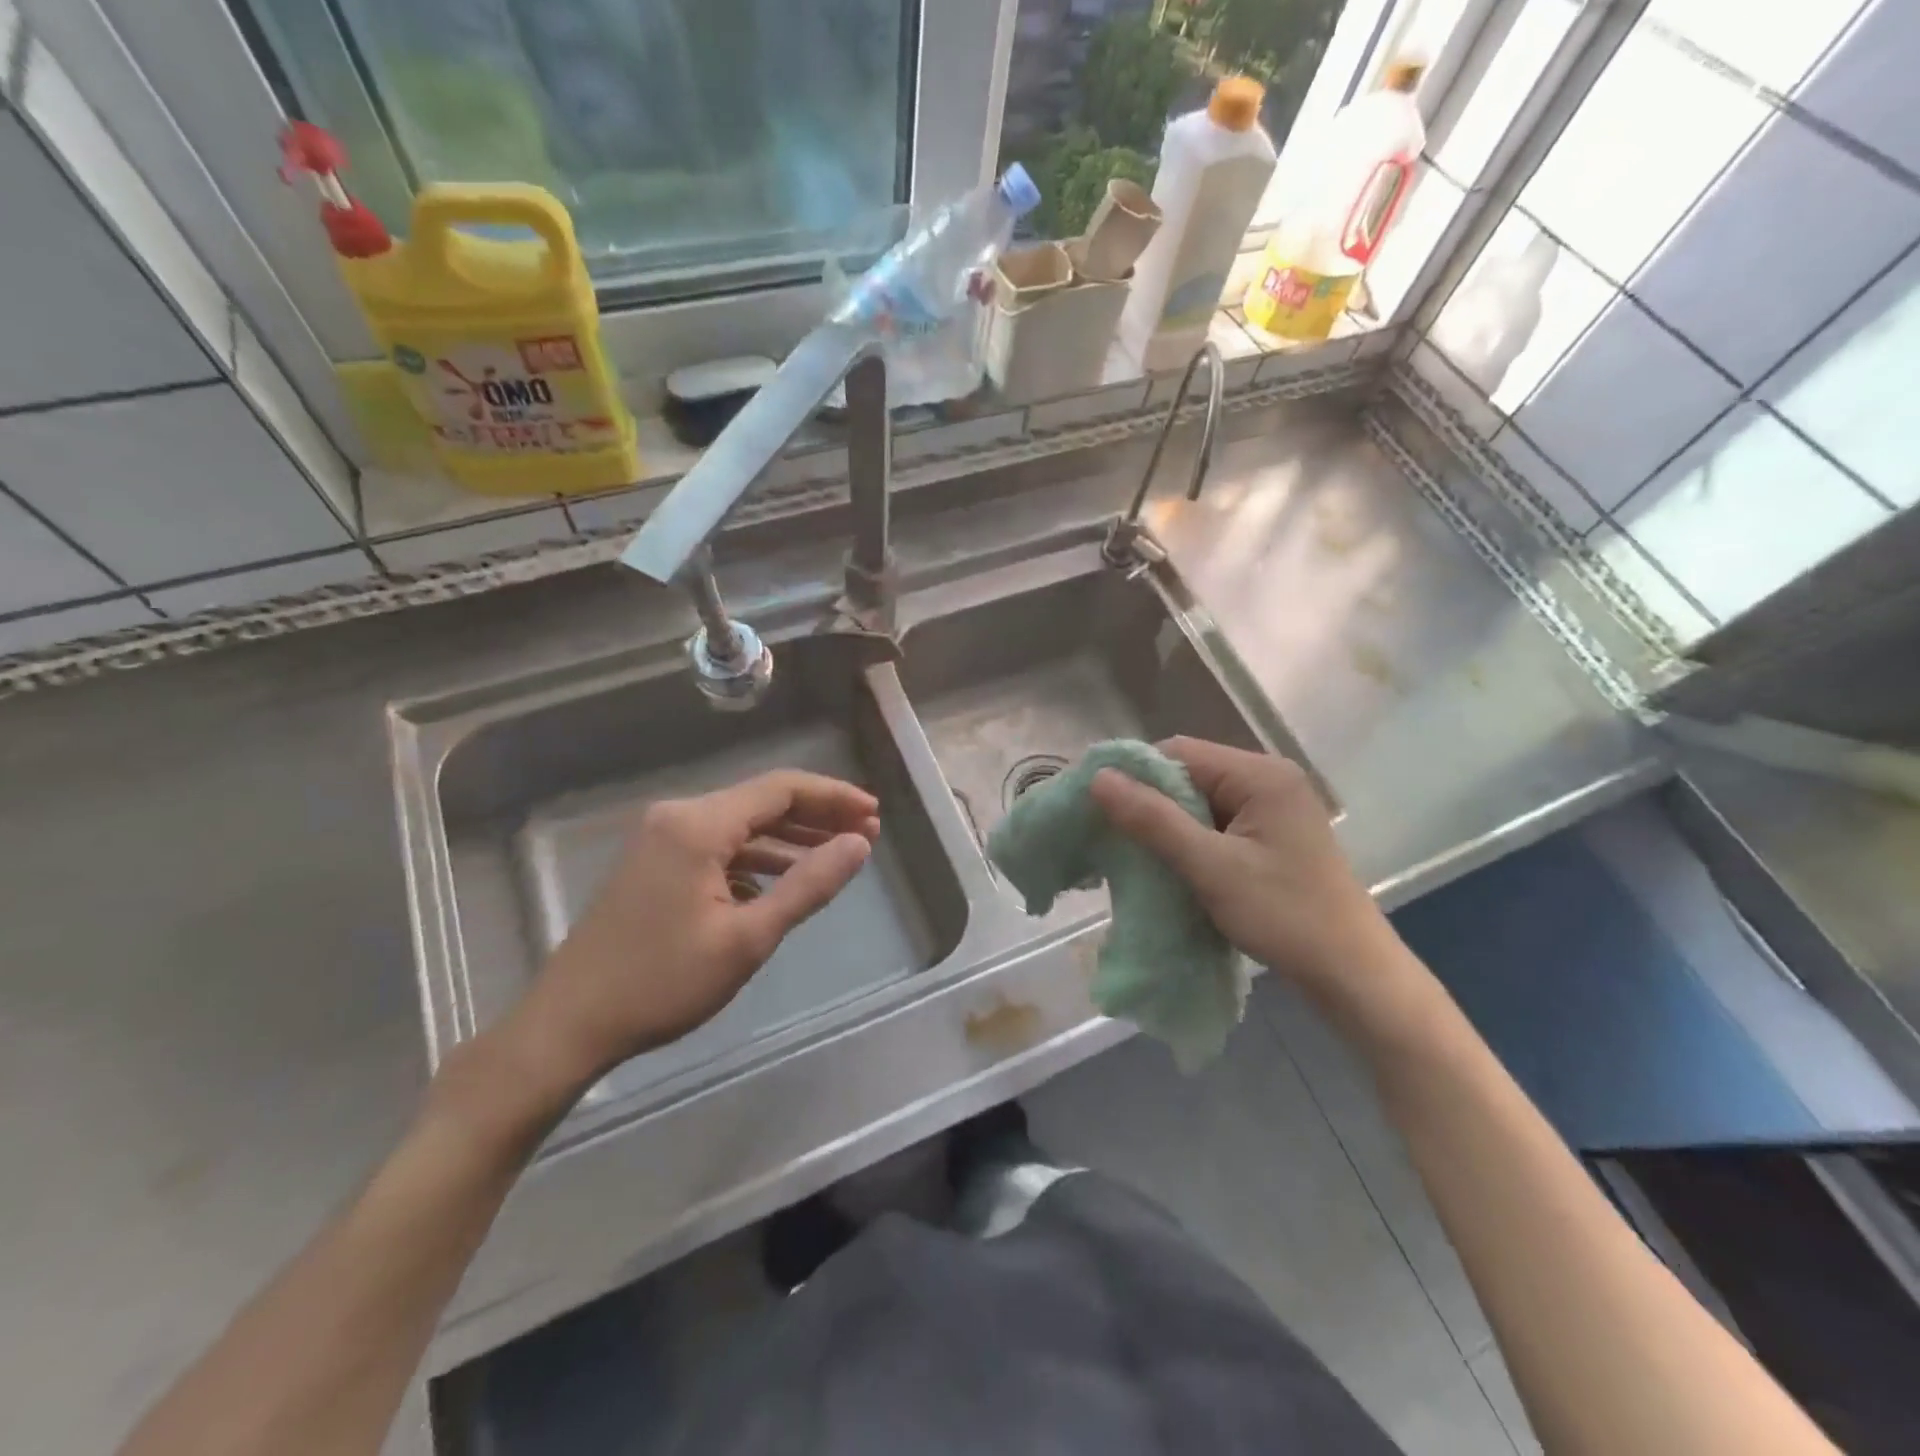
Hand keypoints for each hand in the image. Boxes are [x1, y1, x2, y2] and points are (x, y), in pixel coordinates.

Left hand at [507, 771, 878, 1093]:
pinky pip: (719, 845)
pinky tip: (782, 881)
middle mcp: (678, 816)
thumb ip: (808, 885)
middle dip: (817, 816)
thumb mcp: (748, 938)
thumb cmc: (662, 982)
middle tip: (865, 835)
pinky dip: (757, 857)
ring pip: (741, 824)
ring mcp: (661, 838)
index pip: (782, 789)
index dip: (834, 797)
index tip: (875, 814)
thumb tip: (859, 845)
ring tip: (836, 854)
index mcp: (699, 824)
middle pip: (762, 801)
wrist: (569, 1024)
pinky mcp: (654, 861)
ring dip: (789, 837)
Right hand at [1090, 737, 1413, 1016]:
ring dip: (1168, 826)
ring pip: (1199, 802)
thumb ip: (1153, 819)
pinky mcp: (1272, 835)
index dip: (1136, 776)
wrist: (1351, 974)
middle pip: (1189, 775)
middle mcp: (1269, 779)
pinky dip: (1190, 841)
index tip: (1100, 808)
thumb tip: (1099, 777)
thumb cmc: (1283, 915)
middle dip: (1151, 804)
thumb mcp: (1210, 867)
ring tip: (1138, 854)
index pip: (1179, 752)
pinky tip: (1172, 864)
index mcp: (1261, 774)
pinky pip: (1216, 823)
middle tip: (1115, 837)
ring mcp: (1273, 808)